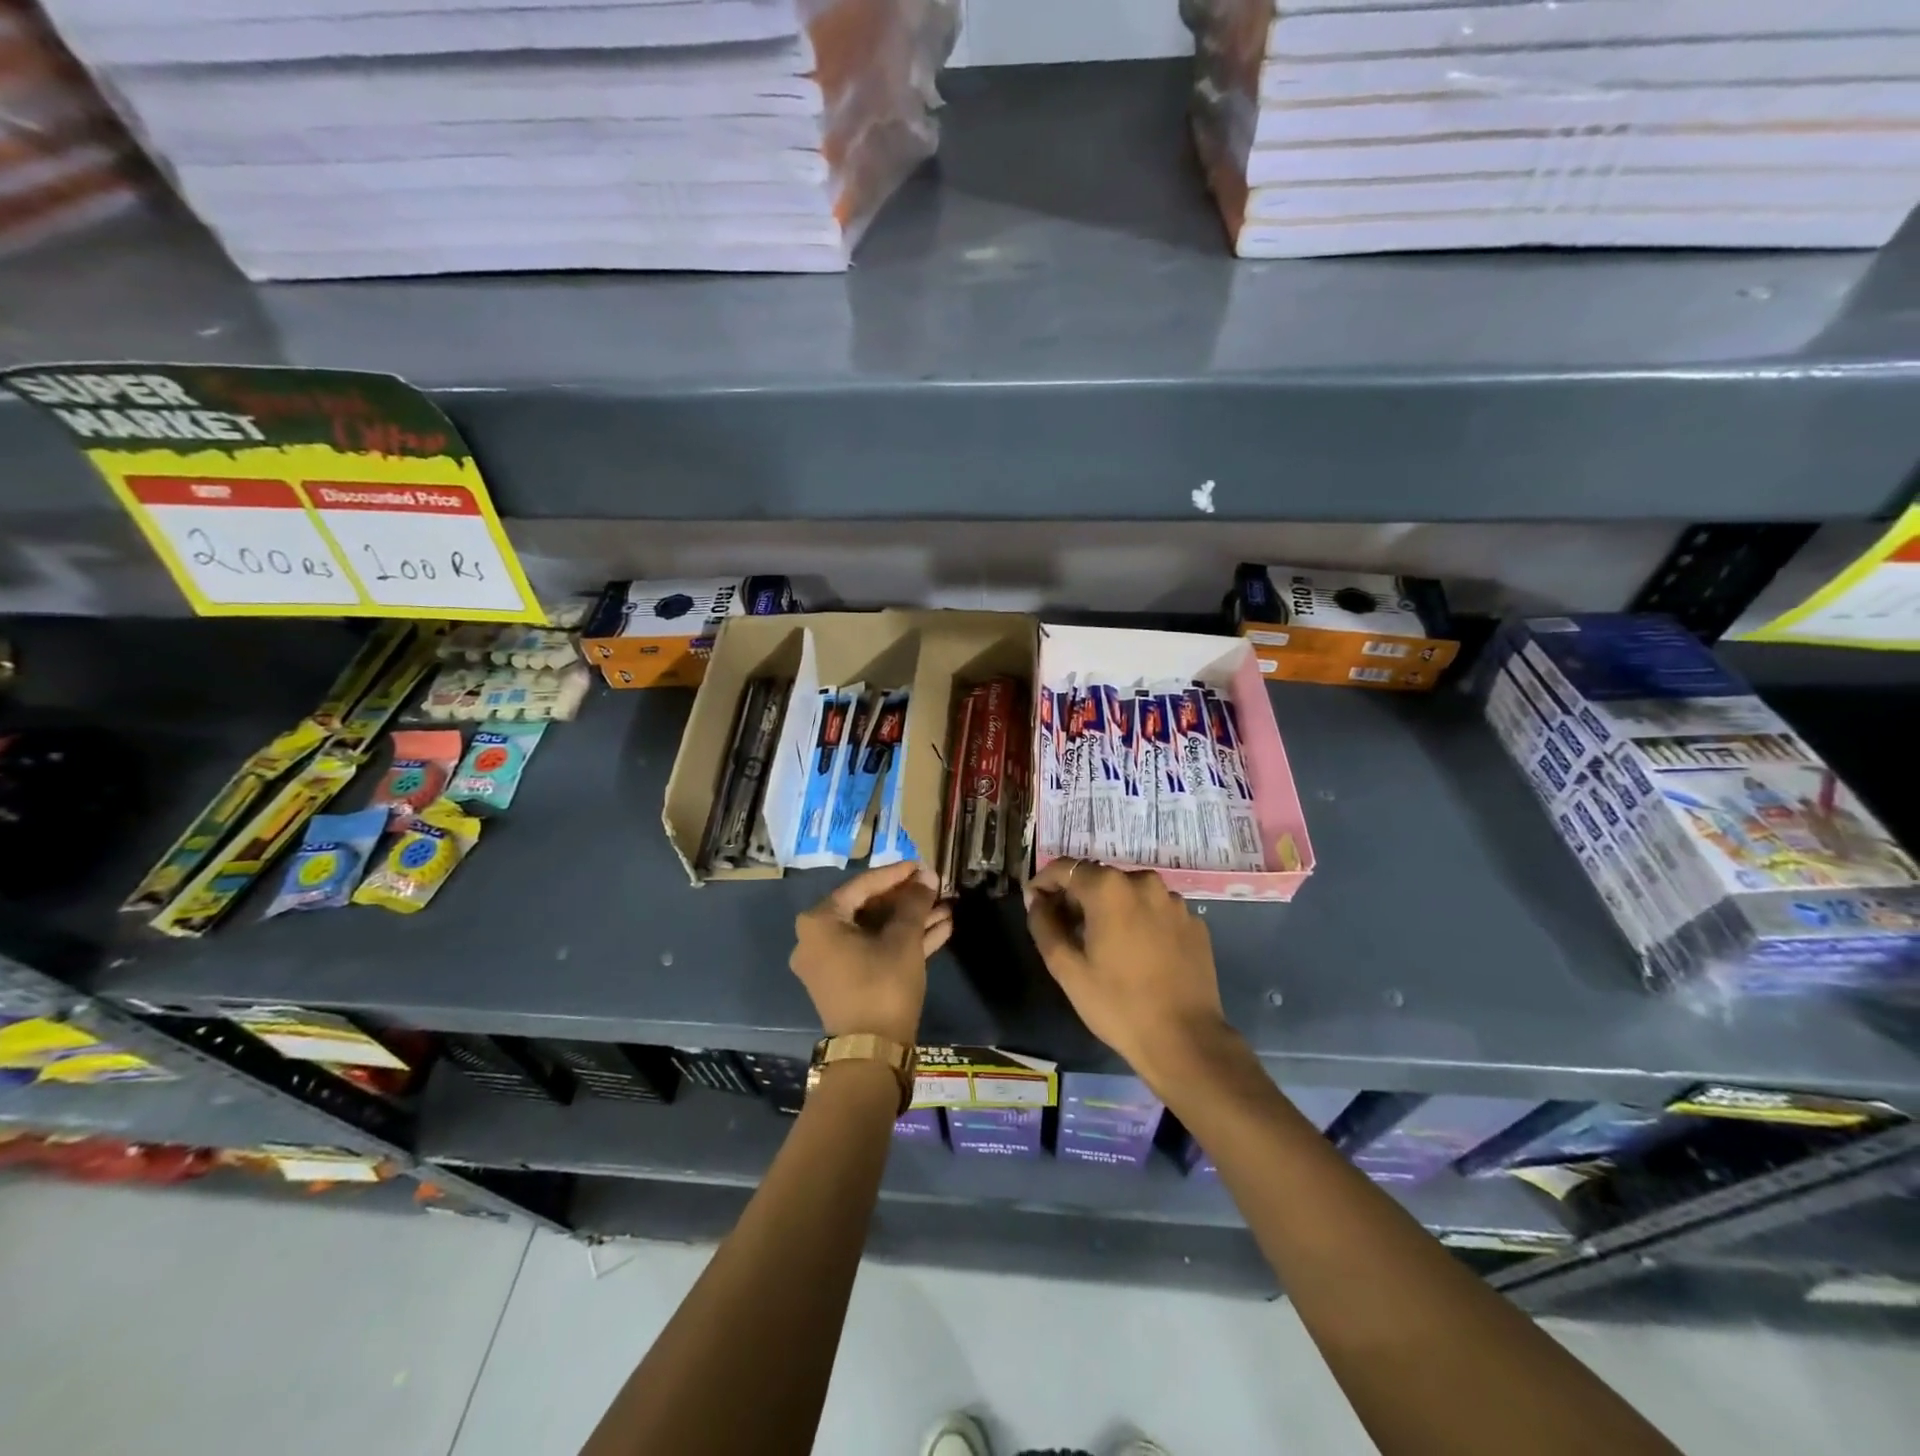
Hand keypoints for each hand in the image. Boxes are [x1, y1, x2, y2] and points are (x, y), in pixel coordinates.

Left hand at [791, 861, 951, 1045]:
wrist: (873, 1053)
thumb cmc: (882, 984)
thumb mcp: (903, 938)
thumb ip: (914, 902)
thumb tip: (927, 876)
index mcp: (820, 922)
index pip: (862, 886)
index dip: (896, 874)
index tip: (922, 865)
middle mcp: (817, 939)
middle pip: (869, 908)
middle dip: (908, 900)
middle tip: (936, 888)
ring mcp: (832, 963)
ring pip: (876, 931)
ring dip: (911, 920)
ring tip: (947, 908)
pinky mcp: (848, 982)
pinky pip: (875, 951)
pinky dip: (903, 941)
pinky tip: (941, 930)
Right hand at [1026, 859, 1233, 1092]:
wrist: (1185, 1040)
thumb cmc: (1117, 1004)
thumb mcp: (1066, 968)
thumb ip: (1044, 924)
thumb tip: (1037, 900)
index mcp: (1109, 888)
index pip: (1066, 868)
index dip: (1044, 882)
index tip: (1034, 904)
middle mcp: (1144, 882)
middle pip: (1099, 878)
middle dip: (1077, 897)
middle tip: (1064, 929)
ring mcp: (1174, 902)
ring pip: (1129, 893)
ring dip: (1110, 908)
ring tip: (1102, 943)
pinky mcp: (1194, 923)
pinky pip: (1155, 911)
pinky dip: (1139, 921)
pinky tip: (1137, 954)